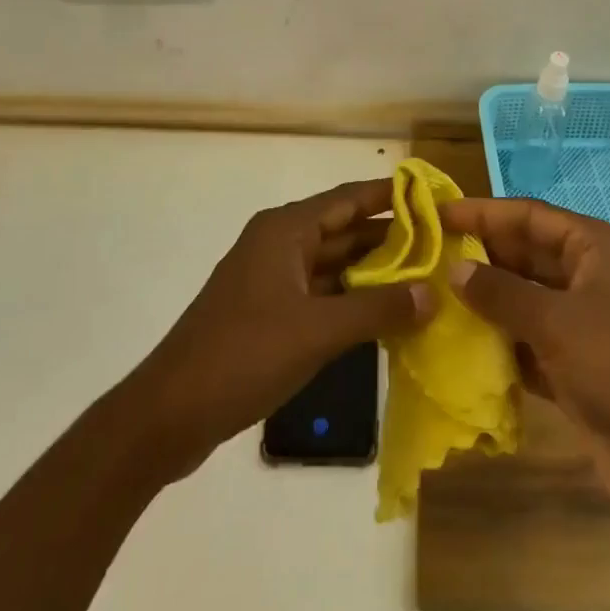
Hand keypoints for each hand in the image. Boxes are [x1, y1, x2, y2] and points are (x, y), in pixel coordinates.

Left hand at [123, 179, 433, 478]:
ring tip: (424, 279)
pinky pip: (320, 293)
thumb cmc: (244, 355)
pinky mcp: (267, 312)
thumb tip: (433, 293)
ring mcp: (271, 279)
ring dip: (372, 272)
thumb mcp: (317, 330)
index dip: (391, 196)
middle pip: (344, 230)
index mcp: (286, 229)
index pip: (349, 198)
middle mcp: (279, 243)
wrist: (168, 414)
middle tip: (441, 247)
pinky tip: (384, 315)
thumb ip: (377, 308)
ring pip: (333, 265)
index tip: (433, 198)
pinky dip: (350, 299)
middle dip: (390, 239)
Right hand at [442, 198, 609, 531]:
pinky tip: (465, 347)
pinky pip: (533, 344)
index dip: (485, 212)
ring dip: (489, 302)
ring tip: (437, 298)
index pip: (531, 216)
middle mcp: (593, 278)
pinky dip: (504, 344)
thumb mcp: (557, 321)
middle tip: (431, 259)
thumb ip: (502, 293)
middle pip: (529, 256)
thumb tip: (457, 270)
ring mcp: (588, 326)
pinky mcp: (581, 370)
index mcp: (597, 248)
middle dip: (484, 257)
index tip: (440, 214)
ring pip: (528, 301)